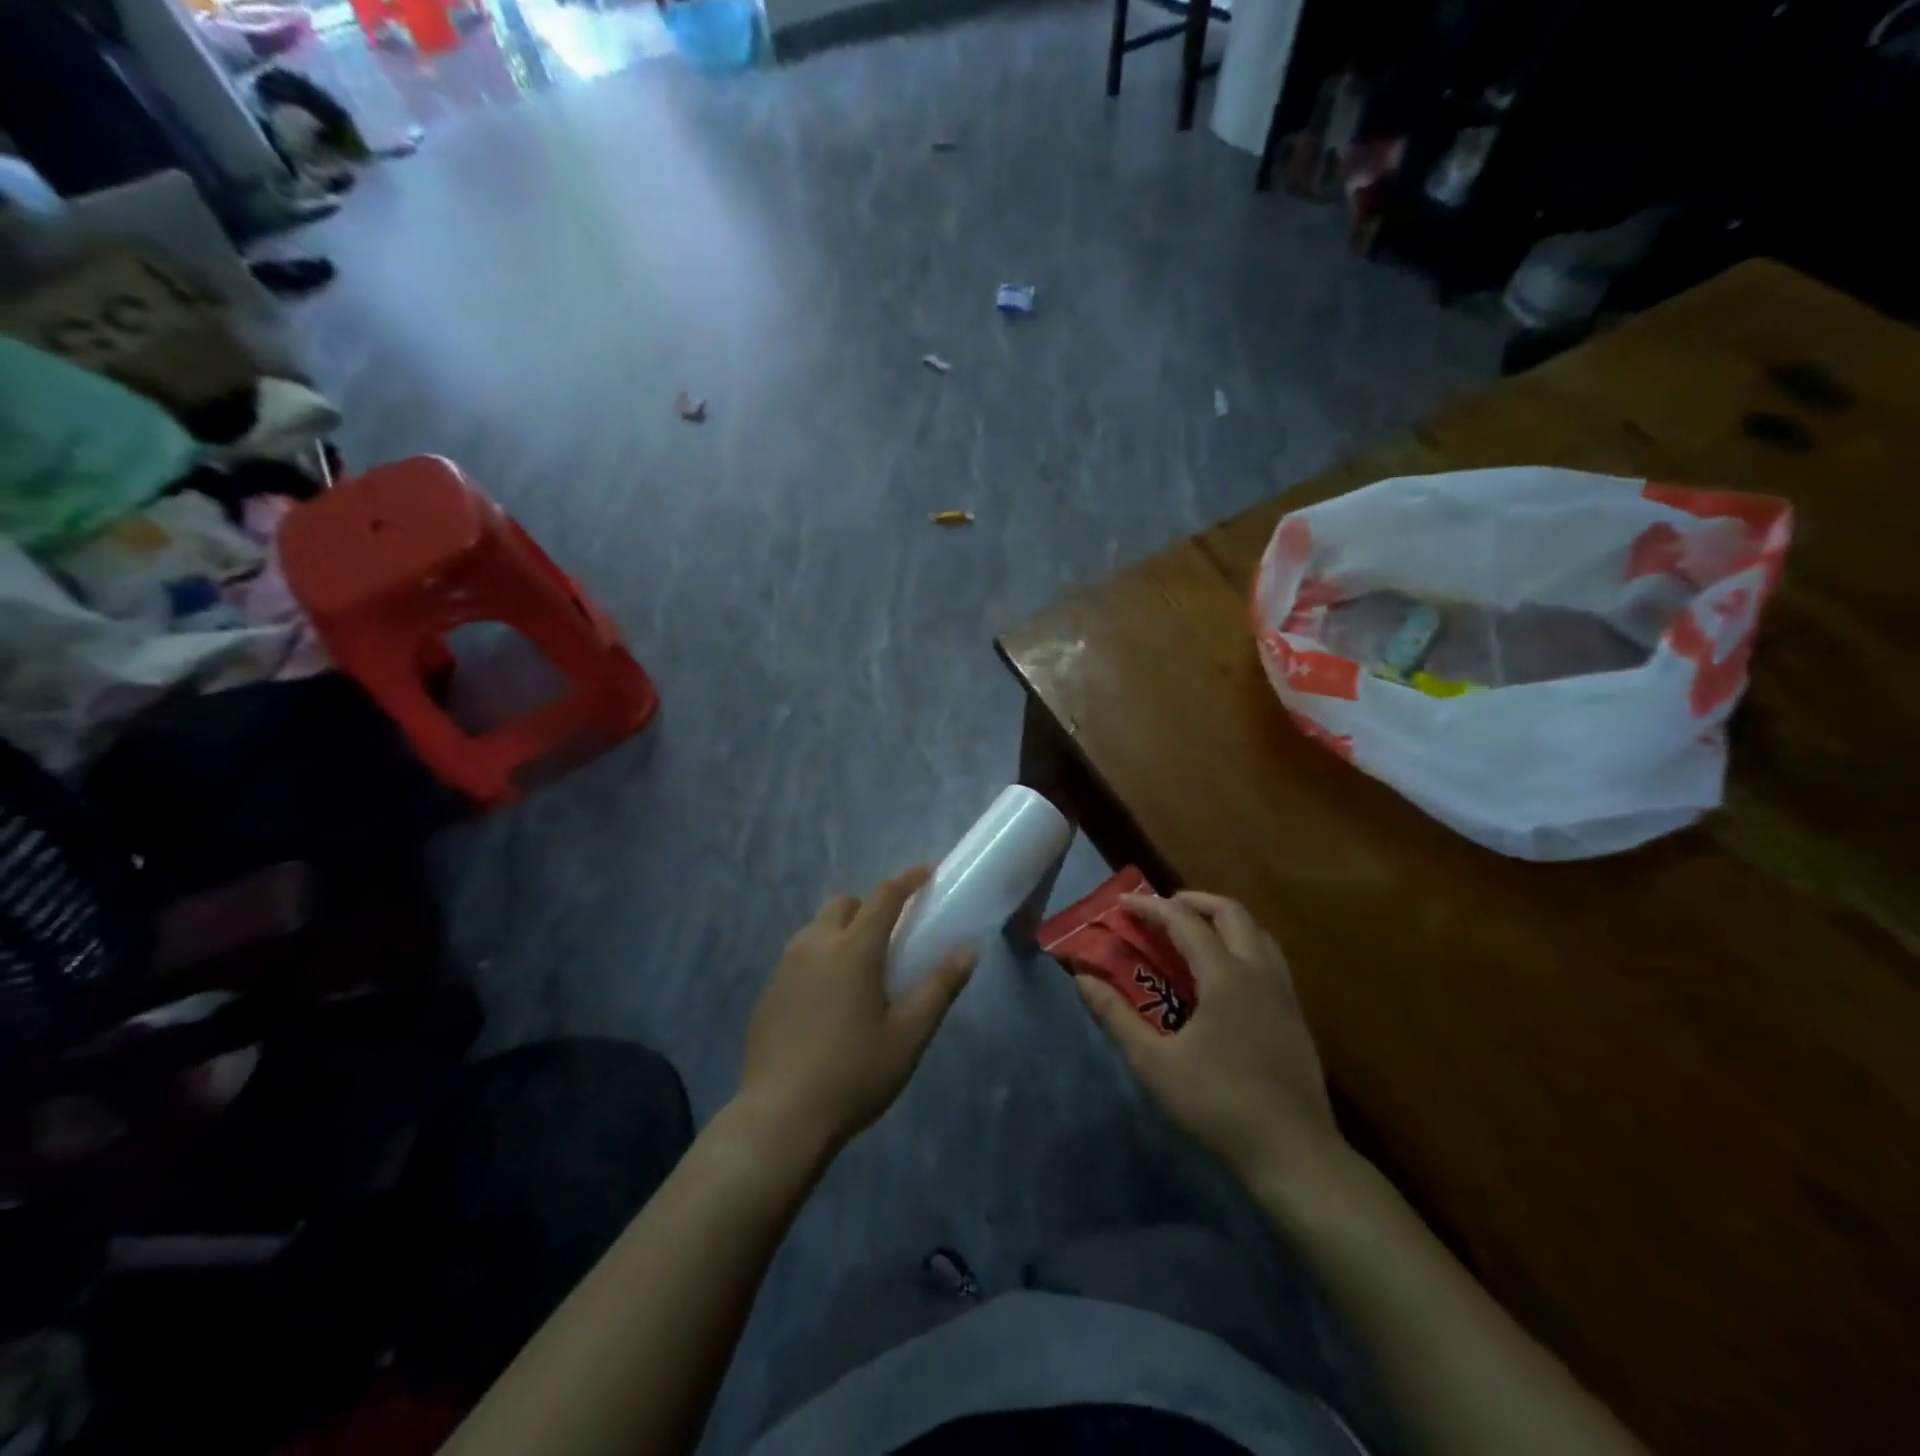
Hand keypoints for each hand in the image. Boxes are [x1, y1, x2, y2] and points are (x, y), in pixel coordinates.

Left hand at [738, 867, 973, 1154]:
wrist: (781, 1117)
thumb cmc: (854, 1073)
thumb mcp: (909, 1035)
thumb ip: (940, 987)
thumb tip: (967, 950)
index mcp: (853, 949)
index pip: (884, 897)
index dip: (907, 881)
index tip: (926, 872)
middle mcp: (816, 945)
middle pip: (843, 904)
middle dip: (868, 906)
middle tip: (889, 935)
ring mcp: (785, 967)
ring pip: (816, 928)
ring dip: (841, 930)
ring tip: (859, 969)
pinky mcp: (768, 992)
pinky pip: (798, 957)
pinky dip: (819, 958)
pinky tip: (828, 1000)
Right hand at [1076, 891, 1340, 1189]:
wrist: (1293, 1151)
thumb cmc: (1218, 1104)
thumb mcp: (1154, 1063)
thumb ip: (1116, 1016)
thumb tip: (1082, 980)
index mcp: (1225, 976)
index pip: (1184, 921)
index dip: (1150, 906)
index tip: (1122, 903)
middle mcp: (1258, 972)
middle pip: (1230, 912)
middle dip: (1192, 901)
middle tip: (1161, 910)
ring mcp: (1283, 992)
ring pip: (1256, 932)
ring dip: (1222, 920)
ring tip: (1193, 934)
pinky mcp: (1296, 1014)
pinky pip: (1269, 957)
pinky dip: (1242, 945)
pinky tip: (1225, 976)